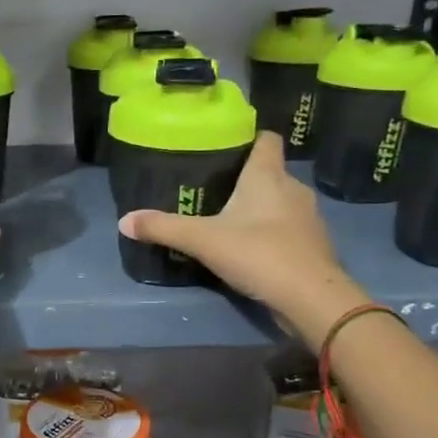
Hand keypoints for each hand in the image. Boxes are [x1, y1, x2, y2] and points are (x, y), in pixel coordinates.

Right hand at [117, 130, 367, 339]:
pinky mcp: (313, 245)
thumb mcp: (202, 240)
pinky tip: (249, 247)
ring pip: (279, 201)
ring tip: (227, 218)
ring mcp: (308, 218)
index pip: (266, 139)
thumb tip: (124, 221)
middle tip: (212, 187)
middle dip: (244, 177)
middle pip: (269, 171)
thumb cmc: (259, 254)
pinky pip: (287, 228)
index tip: (224, 145)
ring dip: (258, 207)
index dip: (248, 138)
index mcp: (268, 176)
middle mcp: (292, 189)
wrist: (311, 298)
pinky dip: (270, 232)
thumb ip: (163, 228)